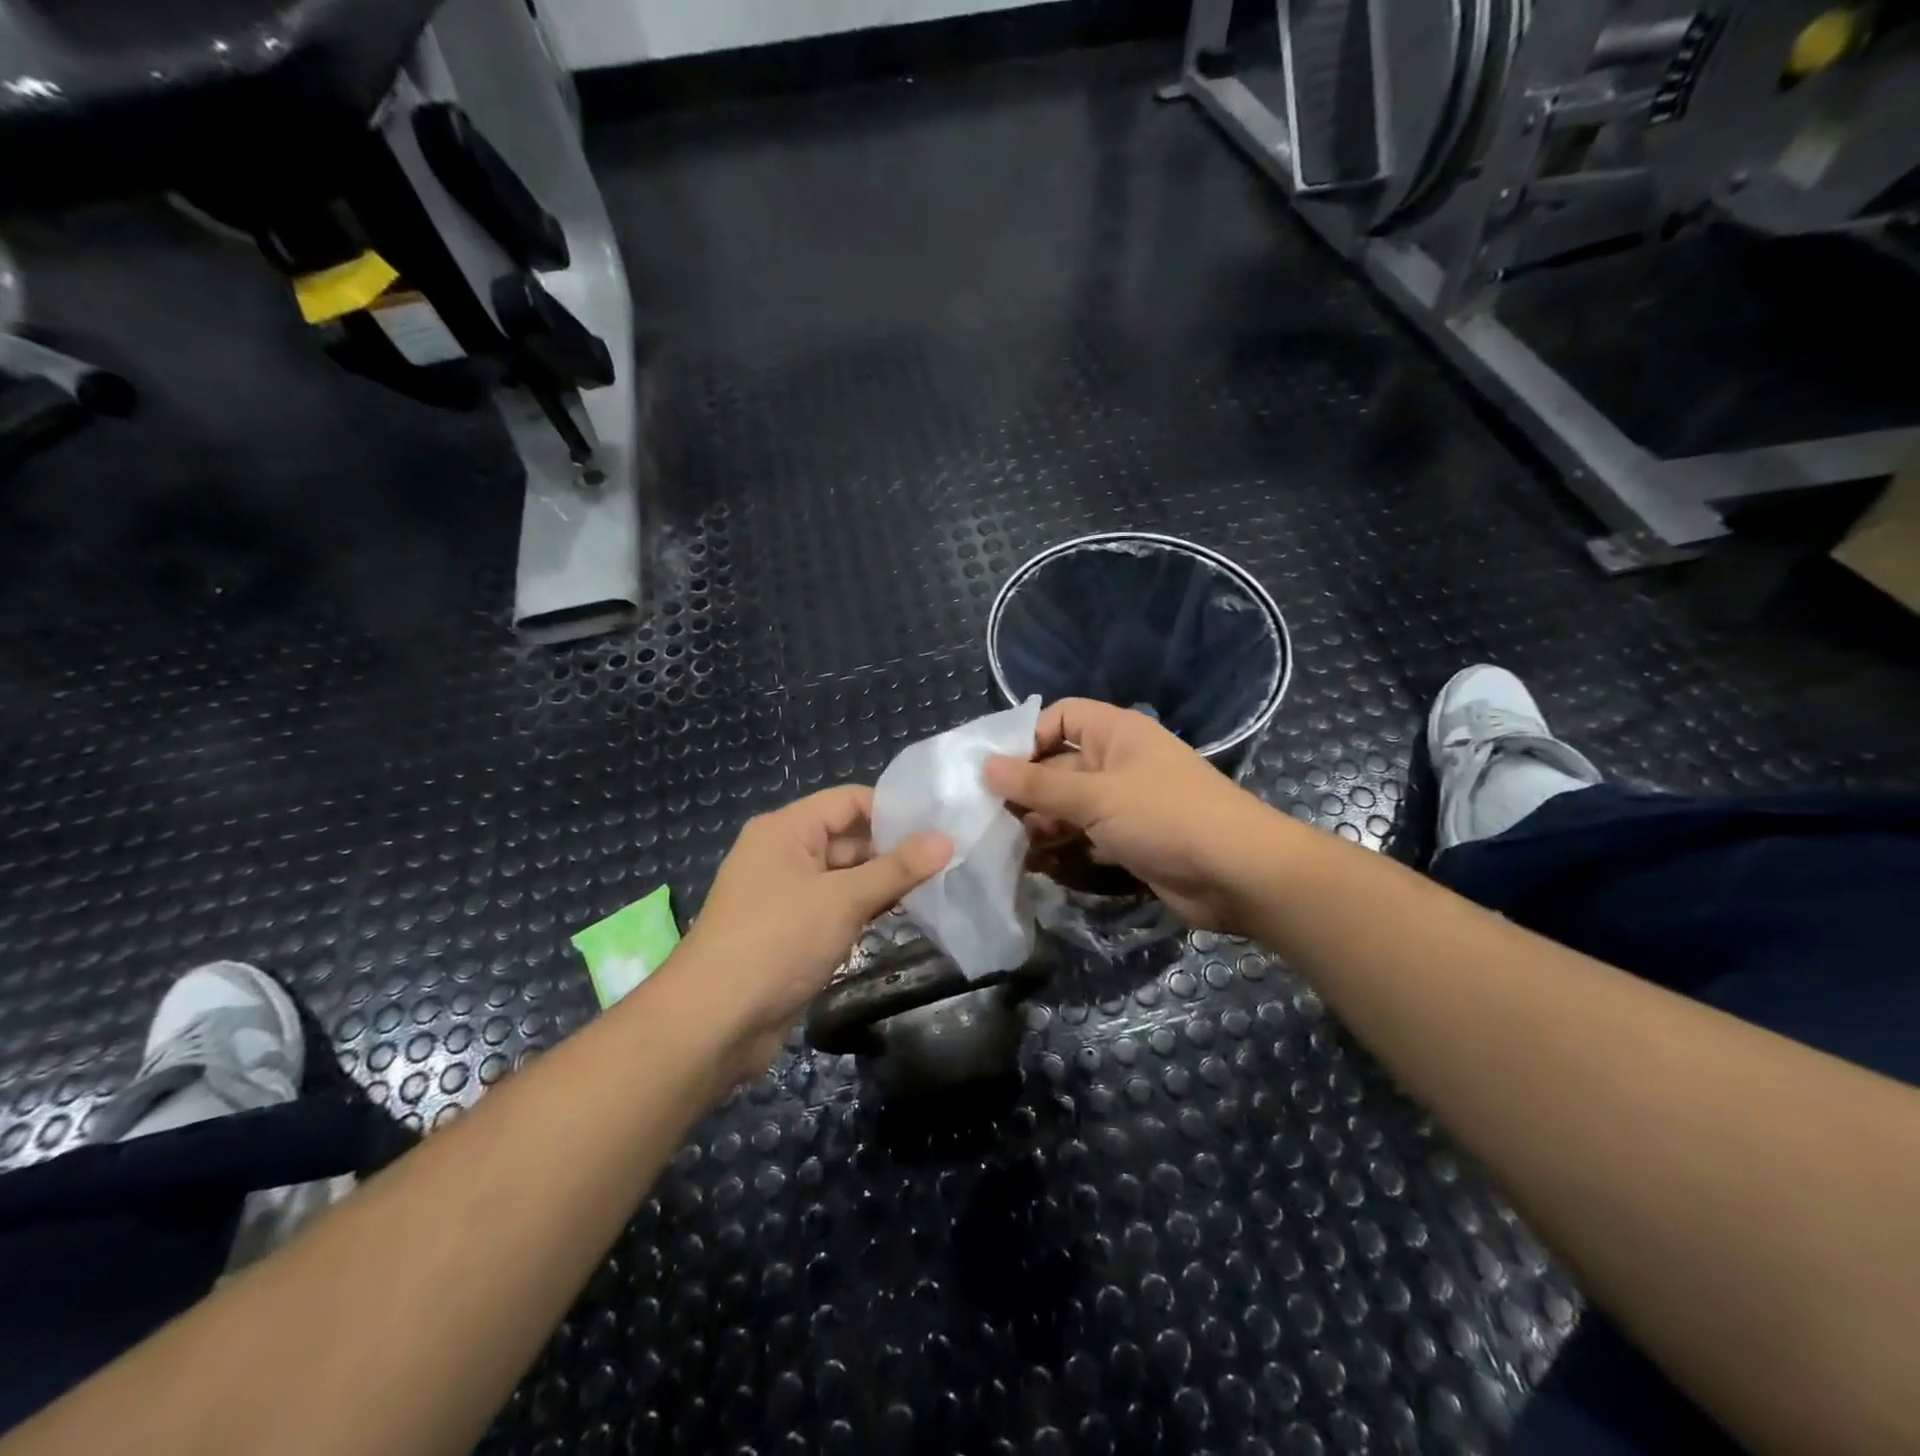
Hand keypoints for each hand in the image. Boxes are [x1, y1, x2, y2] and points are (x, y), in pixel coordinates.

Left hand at [673, 787, 950, 1084]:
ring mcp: (785, 895)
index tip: (940, 826)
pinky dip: (864, 910)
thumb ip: (897, 869)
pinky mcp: (790, 931)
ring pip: (844, 877)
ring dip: (882, 883)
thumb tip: (946, 839)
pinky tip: (902, 916)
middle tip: (948, 860)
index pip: (848, 801)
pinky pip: (834, 908)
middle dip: (893, 850)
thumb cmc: (777, 942)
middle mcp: (783, 854)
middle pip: (848, 838)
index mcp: (786, 829)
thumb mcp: (843, 899)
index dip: (893, 810)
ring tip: (937, 887)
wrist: (714, 1022)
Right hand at [985, 699, 1274, 932]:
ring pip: (1068, 808)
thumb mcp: (1096, 797)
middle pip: (1058, 767)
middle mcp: (1118, 763)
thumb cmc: (1166, 817)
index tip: (994, 771)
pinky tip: (1036, 867)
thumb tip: (985, 766)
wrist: (1240, 875)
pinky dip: (1062, 851)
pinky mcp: (1129, 842)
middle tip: (988, 819)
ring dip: (1039, 826)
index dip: (1026, 738)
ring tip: (1006, 848)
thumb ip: (1038, 784)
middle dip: (1026, 792)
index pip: (1059, 718)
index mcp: (1115, 734)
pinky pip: (1085, 838)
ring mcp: (1124, 804)